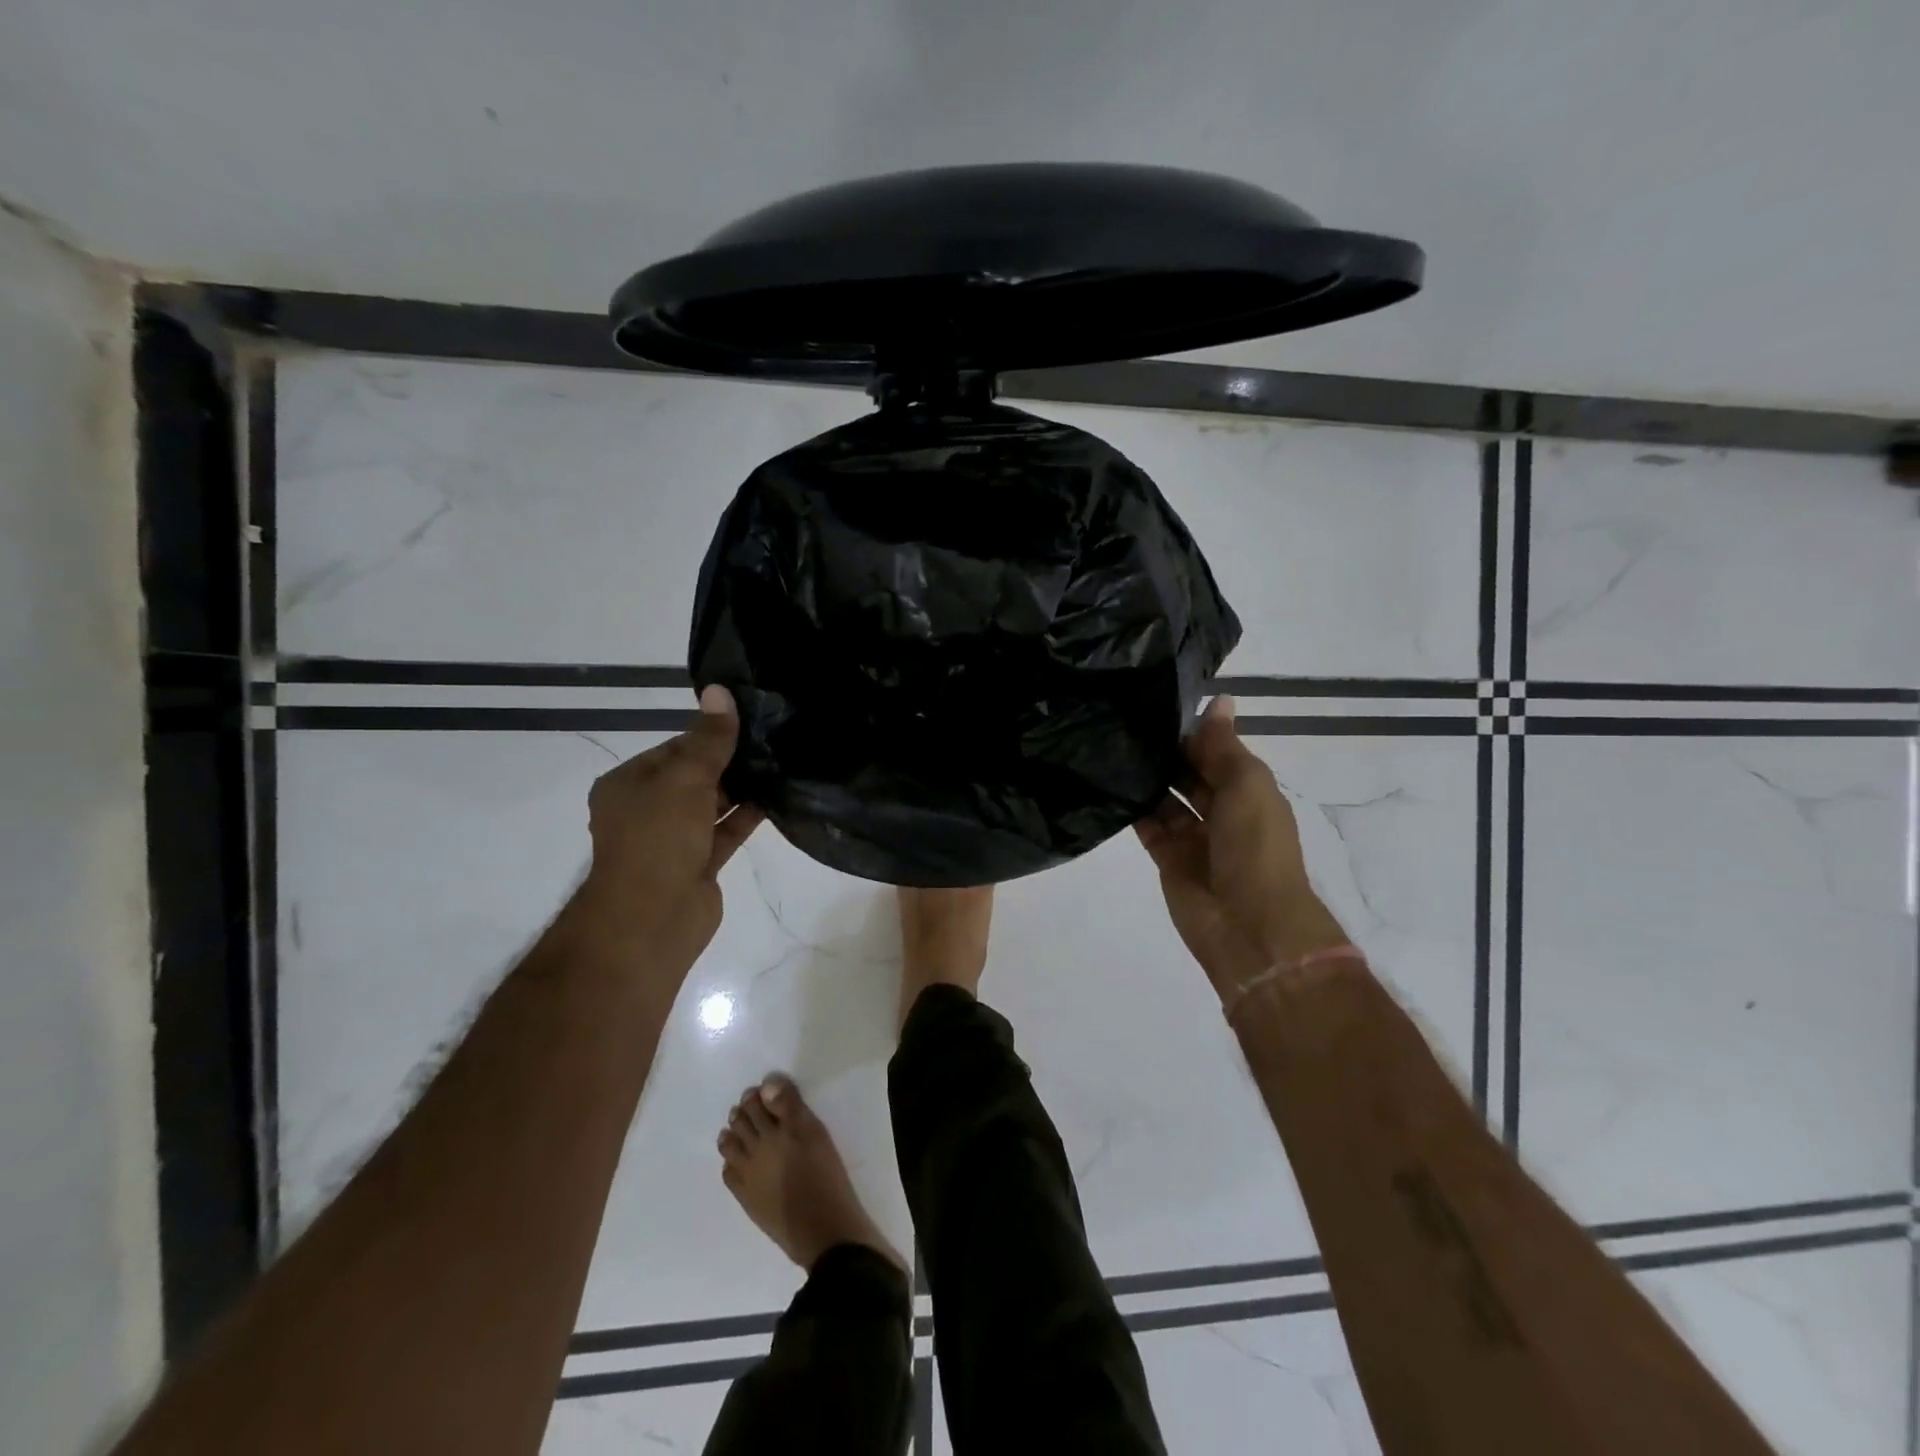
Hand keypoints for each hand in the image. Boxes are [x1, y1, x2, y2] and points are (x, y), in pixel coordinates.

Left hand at [576, 685, 763, 974]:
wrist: (652, 919)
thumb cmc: (658, 838)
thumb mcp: (684, 779)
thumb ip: (708, 739)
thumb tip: (719, 690)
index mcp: (628, 784)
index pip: (673, 749)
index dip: (709, 736)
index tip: (749, 724)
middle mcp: (647, 809)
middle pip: (693, 776)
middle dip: (729, 762)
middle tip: (773, 741)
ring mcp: (673, 840)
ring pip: (712, 805)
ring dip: (741, 789)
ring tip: (781, 764)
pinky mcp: (698, 864)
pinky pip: (725, 832)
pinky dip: (747, 816)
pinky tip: (777, 798)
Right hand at [1135, 696, 1344, 997]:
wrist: (1249, 924)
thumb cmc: (1255, 846)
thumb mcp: (1247, 785)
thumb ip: (1224, 745)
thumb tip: (1220, 699)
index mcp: (1249, 792)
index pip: (1217, 753)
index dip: (1193, 733)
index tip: (1156, 706)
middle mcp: (1222, 812)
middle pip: (1190, 775)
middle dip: (1167, 754)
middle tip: (1125, 724)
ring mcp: (1194, 838)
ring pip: (1167, 800)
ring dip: (1148, 779)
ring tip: (1112, 747)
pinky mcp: (1168, 859)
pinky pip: (1148, 827)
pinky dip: (1133, 809)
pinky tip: (1110, 784)